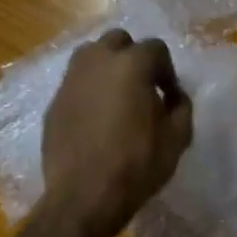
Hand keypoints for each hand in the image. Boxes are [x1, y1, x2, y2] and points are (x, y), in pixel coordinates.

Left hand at [41, 29, 193, 236]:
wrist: (84, 196)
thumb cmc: (137, 165)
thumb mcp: (178, 138)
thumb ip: (181, 107)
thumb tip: (174, 95)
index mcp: (131, 65)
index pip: (156, 48)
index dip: (167, 71)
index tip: (169, 96)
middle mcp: (97, 62)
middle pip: (118, 40)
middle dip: (133, 57)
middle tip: (143, 87)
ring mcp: (70, 80)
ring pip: (91, 55)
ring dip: (107, 67)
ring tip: (118, 96)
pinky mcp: (54, 101)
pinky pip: (76, 82)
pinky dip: (89, 89)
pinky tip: (97, 117)